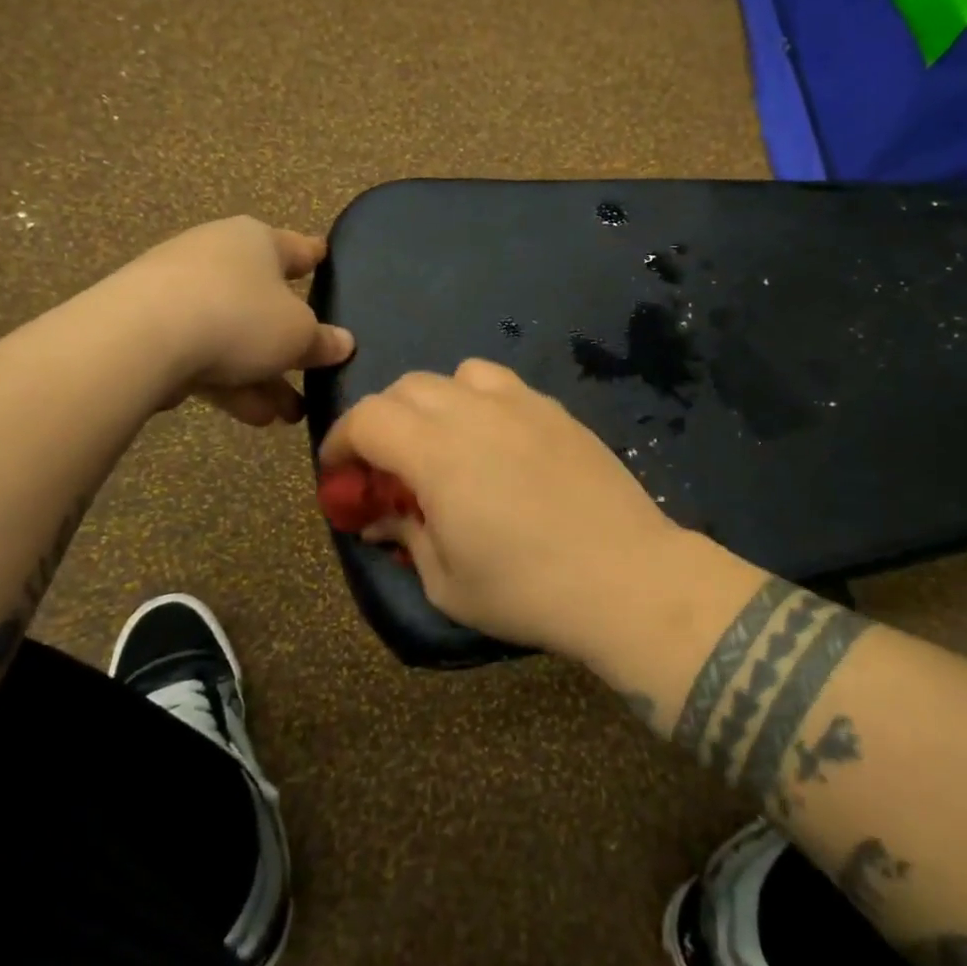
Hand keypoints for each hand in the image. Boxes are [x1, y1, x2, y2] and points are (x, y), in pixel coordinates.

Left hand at [107, 216, 354, 423]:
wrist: (140, 338)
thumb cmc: (239, 317)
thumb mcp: (298, 334)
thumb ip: (322, 340)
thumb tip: (343, 342)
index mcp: (256, 241)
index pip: (297, 248)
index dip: (316, 258)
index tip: (326, 260)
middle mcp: (217, 257)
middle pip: (264, 302)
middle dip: (290, 347)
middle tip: (314, 376)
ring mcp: (179, 292)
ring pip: (234, 336)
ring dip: (263, 377)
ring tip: (287, 416)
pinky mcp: (151, 328)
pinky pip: (203, 355)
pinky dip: (230, 383)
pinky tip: (253, 417)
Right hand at [316, 359, 683, 658]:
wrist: (626, 577)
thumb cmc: (528, 590)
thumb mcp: (447, 582)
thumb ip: (406, 536)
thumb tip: (382, 517)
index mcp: (438, 453)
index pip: (367, 418)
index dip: (341, 441)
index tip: (340, 473)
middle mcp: (475, 412)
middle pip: (407, 387)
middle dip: (382, 420)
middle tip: (387, 465)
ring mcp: (522, 404)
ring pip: (456, 375)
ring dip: (433, 402)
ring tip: (443, 442)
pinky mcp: (557, 411)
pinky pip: (502, 384)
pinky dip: (479, 399)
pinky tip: (495, 440)